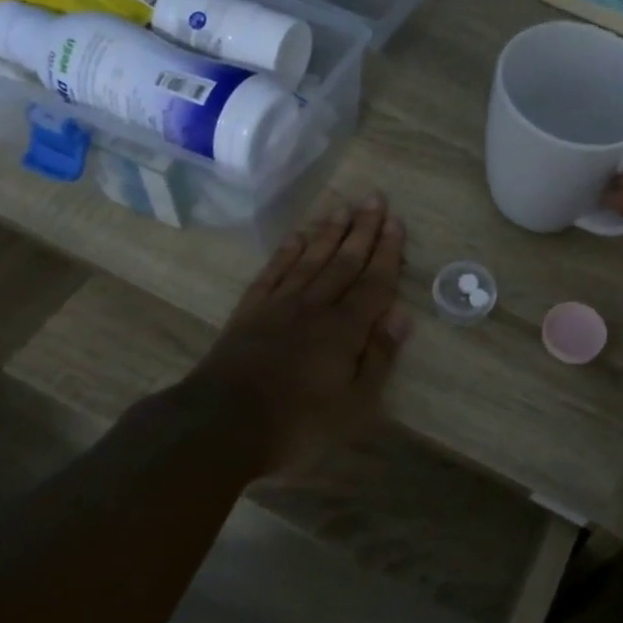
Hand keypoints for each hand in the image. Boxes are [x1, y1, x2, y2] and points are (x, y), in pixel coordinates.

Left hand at [187, 196, 412, 473]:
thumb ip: (378, 357)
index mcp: (344, 329)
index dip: (387, 252)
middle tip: (374, 198)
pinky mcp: (249, 312)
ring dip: (329, 232)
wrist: (221, 425)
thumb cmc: (297, 423)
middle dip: (362, 229)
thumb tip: (401, 315)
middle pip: (343, 261)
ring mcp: (279, 305)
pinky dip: (287, 252)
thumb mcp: (354, 405)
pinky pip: (273, 272)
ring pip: (310, 259)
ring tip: (343, 207)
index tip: (396, 222)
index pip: (373, 282)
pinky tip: (297, 237)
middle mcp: (314, 306)